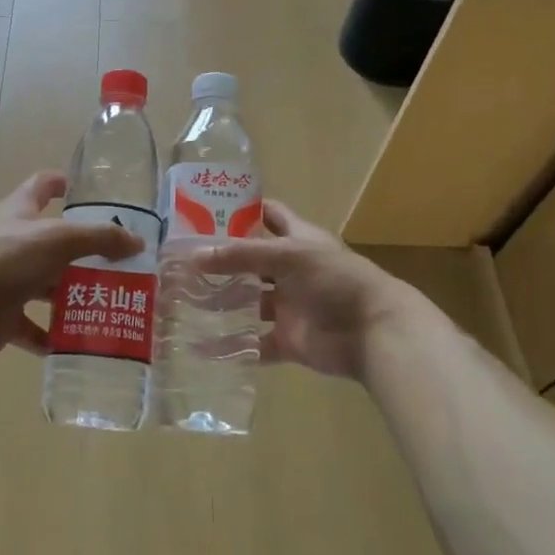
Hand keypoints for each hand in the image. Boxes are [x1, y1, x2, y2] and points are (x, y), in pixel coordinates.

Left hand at [0, 171, 140, 361]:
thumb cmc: (9, 258)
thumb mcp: (61, 239)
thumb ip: (101, 237)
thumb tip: (137, 242)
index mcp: (18, 212)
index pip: (40, 186)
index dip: (60, 183)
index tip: (84, 190)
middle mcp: (9, 242)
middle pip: (48, 241)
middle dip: (78, 251)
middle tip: (112, 261)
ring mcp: (2, 279)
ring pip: (41, 284)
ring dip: (65, 293)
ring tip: (101, 301)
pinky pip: (29, 325)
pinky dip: (48, 334)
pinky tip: (70, 342)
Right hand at [201, 202, 426, 380]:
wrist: (373, 331)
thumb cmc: (335, 280)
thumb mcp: (288, 256)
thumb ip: (241, 256)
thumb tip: (194, 255)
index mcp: (298, 240)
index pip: (269, 215)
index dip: (243, 210)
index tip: (205, 208)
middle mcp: (291, 271)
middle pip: (251, 263)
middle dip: (221, 262)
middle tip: (181, 261)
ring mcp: (290, 306)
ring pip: (249, 303)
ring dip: (222, 303)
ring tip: (184, 301)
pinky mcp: (289, 340)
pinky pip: (255, 343)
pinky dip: (233, 347)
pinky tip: (202, 346)